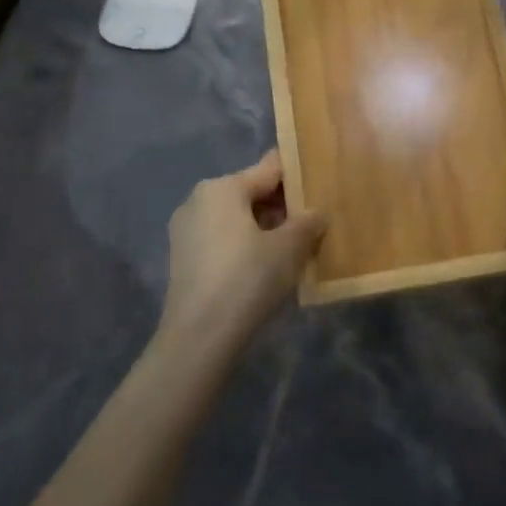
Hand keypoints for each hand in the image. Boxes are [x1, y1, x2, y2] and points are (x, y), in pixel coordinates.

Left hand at [161, 149, 327, 348]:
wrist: (199, 337)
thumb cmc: (247, 279)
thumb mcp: (290, 247)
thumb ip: (308, 222)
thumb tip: (317, 213)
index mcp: (222, 187)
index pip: (270, 168)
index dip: (299, 175)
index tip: (322, 186)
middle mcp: (199, 199)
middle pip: (251, 192)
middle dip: (282, 206)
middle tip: (313, 223)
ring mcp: (186, 229)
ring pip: (236, 217)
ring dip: (265, 228)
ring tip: (295, 247)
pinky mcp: (183, 258)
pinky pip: (222, 238)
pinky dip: (245, 244)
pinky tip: (267, 266)